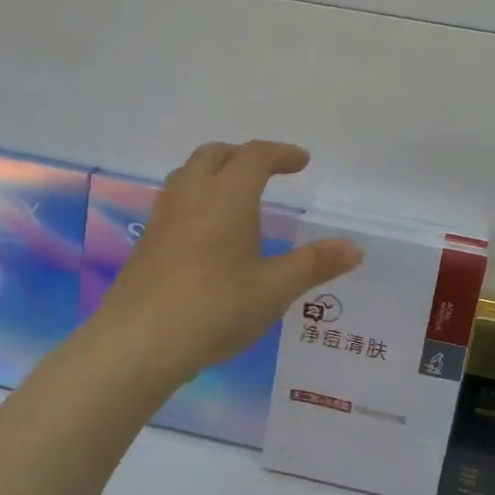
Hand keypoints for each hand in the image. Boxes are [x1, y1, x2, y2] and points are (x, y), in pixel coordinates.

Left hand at [94, 141, 361, 380]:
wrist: (140, 341)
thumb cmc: (216, 308)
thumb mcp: (275, 288)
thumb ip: (314, 264)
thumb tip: (354, 248)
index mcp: (227, 196)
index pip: (255, 156)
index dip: (281, 154)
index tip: (301, 161)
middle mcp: (191, 196)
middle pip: (214, 155)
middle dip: (243, 155)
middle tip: (266, 171)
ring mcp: (163, 218)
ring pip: (187, 175)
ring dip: (214, 173)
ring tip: (234, 195)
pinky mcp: (146, 243)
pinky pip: (174, 203)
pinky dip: (196, 199)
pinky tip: (205, 233)